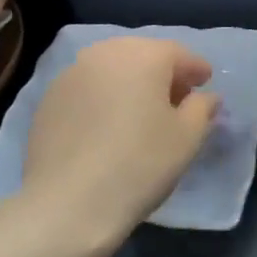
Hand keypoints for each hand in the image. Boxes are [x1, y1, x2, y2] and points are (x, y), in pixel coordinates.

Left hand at [19, 37, 221, 246]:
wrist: (67, 204)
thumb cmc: (139, 165)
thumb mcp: (186, 139)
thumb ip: (202, 109)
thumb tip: (206, 96)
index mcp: (143, 55)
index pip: (178, 54)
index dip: (195, 69)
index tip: (205, 83)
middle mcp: (106, 52)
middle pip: (142, 55)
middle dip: (162, 73)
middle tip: (176, 99)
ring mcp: (72, 73)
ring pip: (112, 68)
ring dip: (131, 82)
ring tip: (141, 112)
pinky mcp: (49, 97)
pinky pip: (88, 87)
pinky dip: (104, 97)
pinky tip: (108, 124)